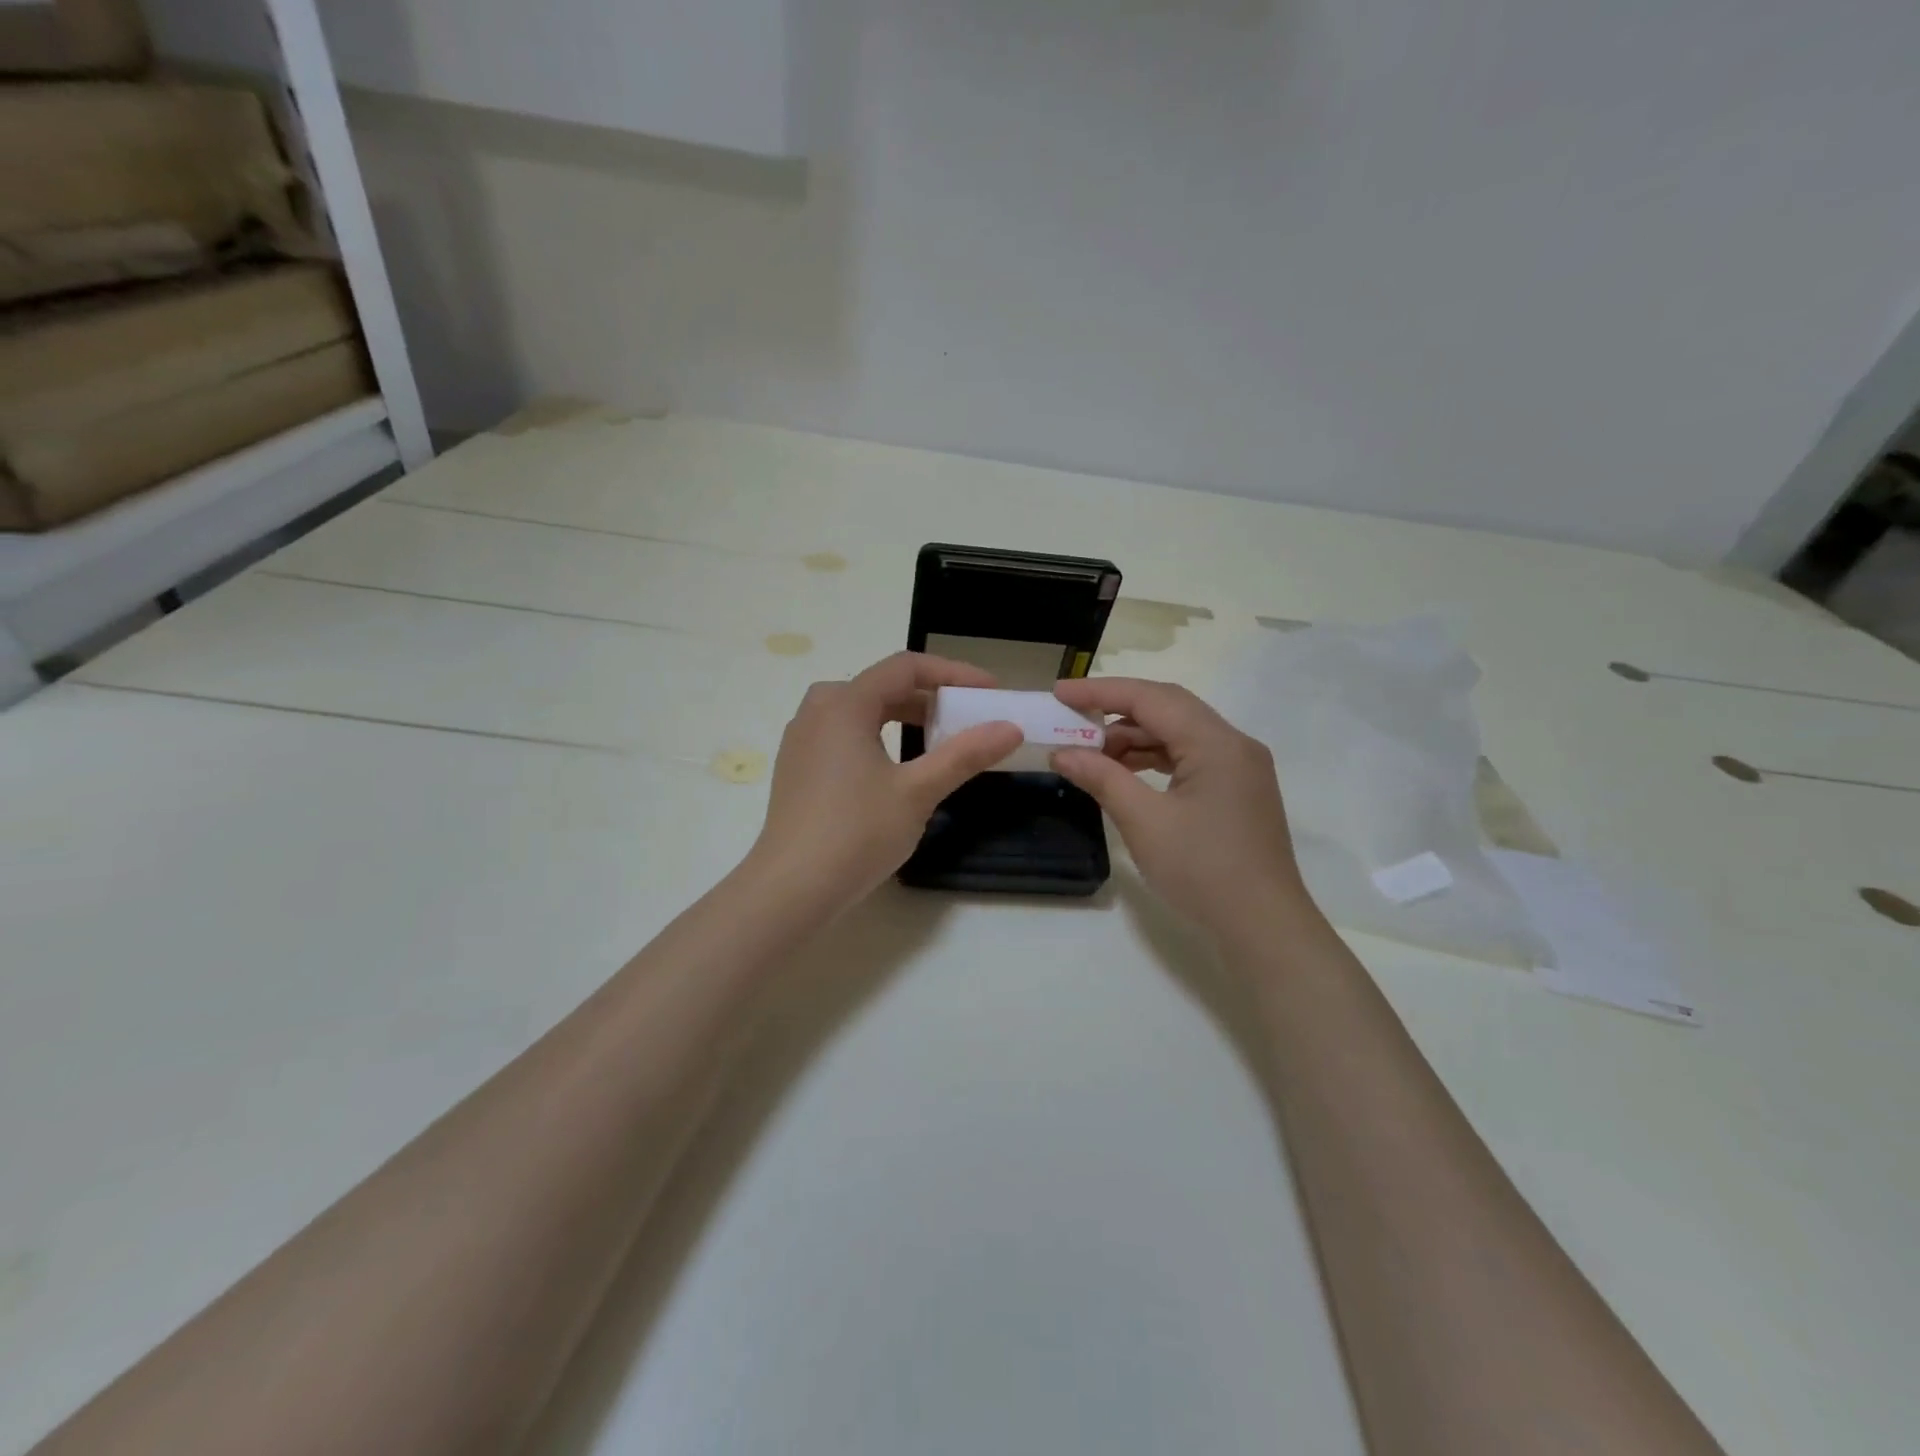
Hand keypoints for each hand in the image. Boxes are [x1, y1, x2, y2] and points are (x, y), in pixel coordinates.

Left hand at [745, 652, 1022, 919]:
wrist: (790, 889)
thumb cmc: (856, 833)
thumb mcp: (918, 792)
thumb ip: (964, 755)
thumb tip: (1010, 728)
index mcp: (844, 704)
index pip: (905, 667)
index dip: (952, 673)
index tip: (989, 691)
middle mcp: (817, 710)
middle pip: (882, 685)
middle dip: (929, 696)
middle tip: (967, 716)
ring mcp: (801, 739)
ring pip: (861, 710)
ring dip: (903, 716)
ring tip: (938, 739)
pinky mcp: (797, 767)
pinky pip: (843, 733)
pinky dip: (877, 735)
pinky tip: (896, 767)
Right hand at [1051, 677, 1311, 935]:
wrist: (1263, 928)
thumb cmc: (1203, 871)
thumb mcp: (1145, 822)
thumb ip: (1103, 778)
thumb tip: (1063, 753)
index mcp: (1217, 743)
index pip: (1152, 698)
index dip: (1101, 691)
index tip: (1059, 692)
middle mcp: (1233, 744)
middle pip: (1168, 708)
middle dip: (1115, 711)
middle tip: (1070, 719)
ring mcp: (1239, 768)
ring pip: (1178, 733)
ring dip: (1133, 737)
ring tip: (1090, 753)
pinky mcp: (1236, 791)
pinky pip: (1188, 758)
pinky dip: (1153, 759)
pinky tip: (1124, 773)